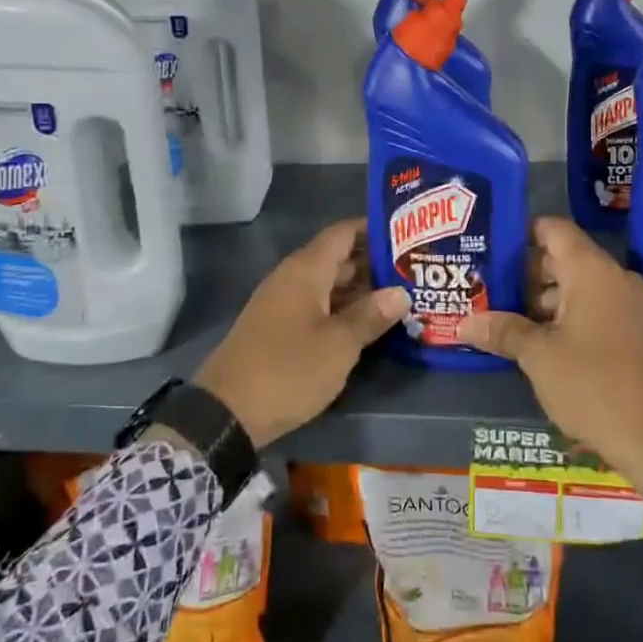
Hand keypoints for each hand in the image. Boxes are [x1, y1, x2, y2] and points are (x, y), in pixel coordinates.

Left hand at [196, 218, 409, 447]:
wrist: (227, 412)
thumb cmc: (288, 370)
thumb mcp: (338, 345)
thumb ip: (370, 315)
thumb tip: (401, 292)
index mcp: (306, 270)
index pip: (343, 233)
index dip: (374, 229)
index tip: (408, 233)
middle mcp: (293, 278)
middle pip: (338, 258)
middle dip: (375, 263)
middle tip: (416, 269)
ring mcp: (283, 304)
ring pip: (329, 285)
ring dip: (362, 289)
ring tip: (402, 295)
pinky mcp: (279, 329)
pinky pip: (318, 306)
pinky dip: (344, 309)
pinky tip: (369, 323)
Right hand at [458, 217, 642, 488]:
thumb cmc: (593, 385)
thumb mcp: (538, 357)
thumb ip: (502, 331)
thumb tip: (463, 323)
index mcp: (592, 271)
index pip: (553, 230)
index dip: (521, 234)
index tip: (491, 249)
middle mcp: (615, 279)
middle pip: (563, 259)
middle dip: (525, 274)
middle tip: (488, 290)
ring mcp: (631, 306)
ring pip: (578, 287)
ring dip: (544, 301)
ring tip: (505, 320)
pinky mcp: (637, 333)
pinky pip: (595, 309)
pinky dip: (567, 317)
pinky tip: (538, 342)